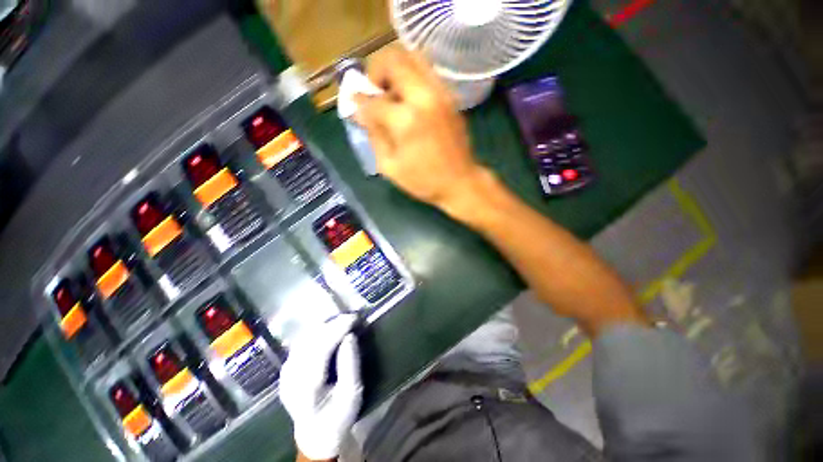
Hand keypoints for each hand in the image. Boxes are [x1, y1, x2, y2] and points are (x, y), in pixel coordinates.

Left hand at [280, 315, 361, 460]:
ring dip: (324, 326)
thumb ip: (351, 365)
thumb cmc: (338, 417)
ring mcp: (285, 373)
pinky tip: (329, 330)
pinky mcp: (286, 369)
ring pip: (304, 339)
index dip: (337, 330)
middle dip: (332, 325)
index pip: (320, 349)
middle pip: (310, 341)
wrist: (315, 435)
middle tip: (351, 318)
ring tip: (342, 322)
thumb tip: (350, 336)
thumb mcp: (352, 394)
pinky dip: (316, 333)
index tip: (354, 318)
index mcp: (307, 388)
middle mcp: (291, 378)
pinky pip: (301, 343)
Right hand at [354, 46, 487, 212]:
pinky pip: (426, 71)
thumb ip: (374, 136)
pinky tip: (408, 99)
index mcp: (407, 121)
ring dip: (394, 70)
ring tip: (391, 93)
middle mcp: (424, 98)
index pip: (374, 100)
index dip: (359, 102)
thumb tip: (361, 113)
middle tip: (374, 92)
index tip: (355, 105)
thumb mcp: (390, 167)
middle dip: (375, 71)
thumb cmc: (424, 181)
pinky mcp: (450, 97)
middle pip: (393, 59)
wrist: (460, 182)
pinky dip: (411, 76)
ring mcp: (440, 94)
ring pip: (412, 57)